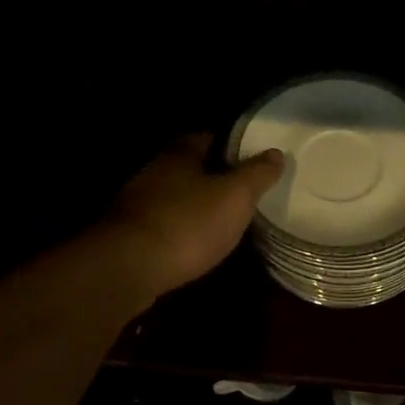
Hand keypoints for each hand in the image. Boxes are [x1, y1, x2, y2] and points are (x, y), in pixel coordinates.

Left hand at [102, 134, 284, 309]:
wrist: (128, 267)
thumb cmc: (188, 223)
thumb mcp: (235, 197)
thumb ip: (257, 174)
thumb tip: (277, 153)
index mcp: (179, 155)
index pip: (206, 137)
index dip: (229, 145)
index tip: (250, 157)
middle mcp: (153, 172)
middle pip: (187, 167)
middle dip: (210, 176)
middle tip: (239, 190)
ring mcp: (136, 205)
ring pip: (172, 197)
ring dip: (192, 205)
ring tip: (221, 220)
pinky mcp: (128, 236)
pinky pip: (161, 225)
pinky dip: (178, 230)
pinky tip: (192, 245)